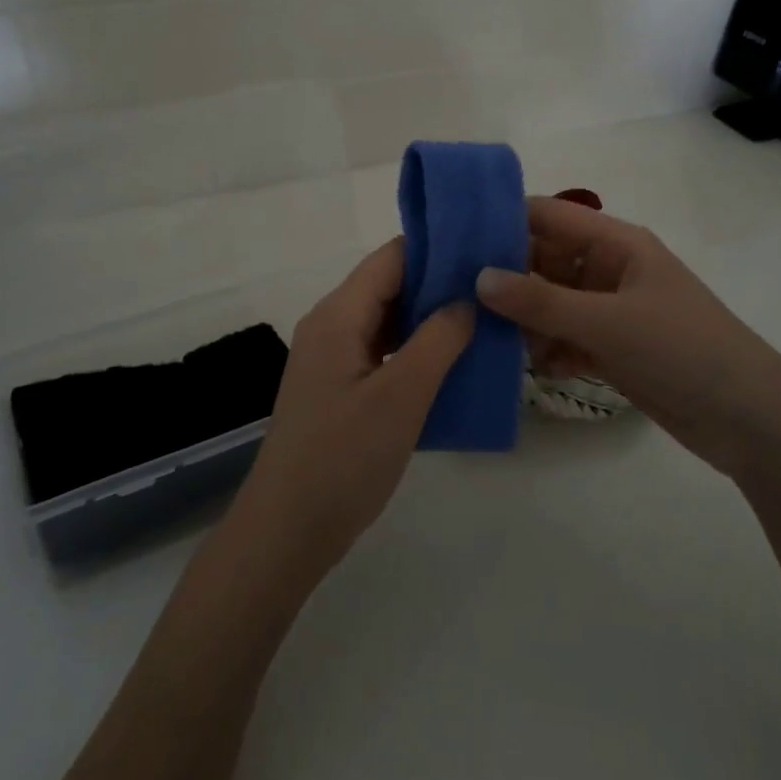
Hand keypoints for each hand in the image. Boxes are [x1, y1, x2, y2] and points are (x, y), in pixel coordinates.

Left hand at [233, 239, 474, 579]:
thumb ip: (438, 340)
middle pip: (388, 286)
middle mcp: (330, 325)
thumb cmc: (344, 458)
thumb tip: (467, 299)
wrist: (287, 530)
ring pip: (386, 320)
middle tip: (493, 289)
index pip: (390, 258)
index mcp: (338, 315)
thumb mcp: (402, 396)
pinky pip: (381, 352)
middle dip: (438, 284)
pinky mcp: (337, 388)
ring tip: (482, 321)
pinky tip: (450, 364)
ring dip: (428, 320)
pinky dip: (414, 350)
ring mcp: (331, 358)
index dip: (436, 249)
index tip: (483, 250)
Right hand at [475, 198, 780, 474]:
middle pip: (545, 259)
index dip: (503, 220)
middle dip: (506, 276)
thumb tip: (479, 278)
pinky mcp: (614, 347)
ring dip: (524, 318)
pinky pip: (566, 336)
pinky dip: (547, 348)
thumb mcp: (607, 322)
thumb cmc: (682, 350)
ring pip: (551, 301)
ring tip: (486, 336)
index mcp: (616, 243)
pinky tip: (530, 366)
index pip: (548, 216)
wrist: (751, 421)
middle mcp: (610, 268)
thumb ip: (540, 301)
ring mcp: (612, 310)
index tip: (454, 237)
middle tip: (456, 295)